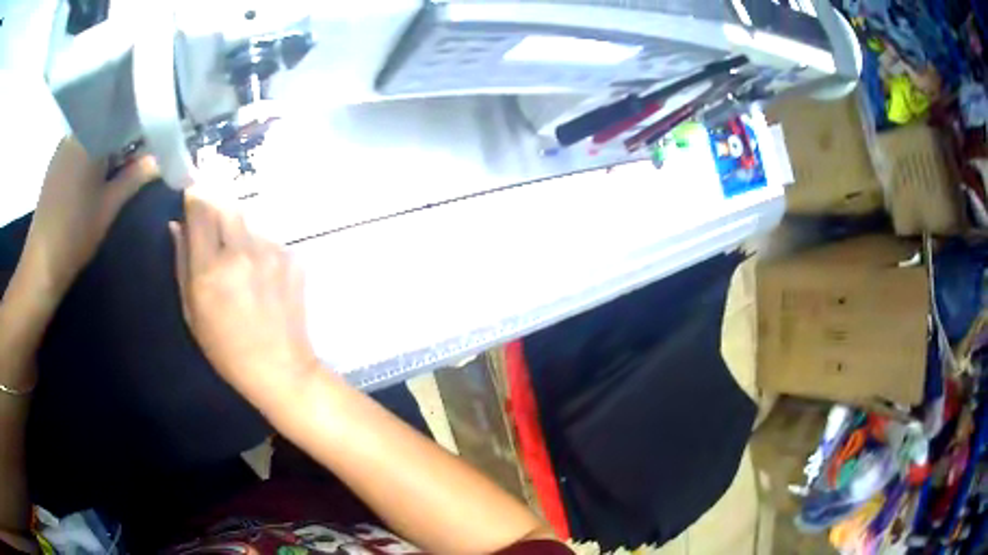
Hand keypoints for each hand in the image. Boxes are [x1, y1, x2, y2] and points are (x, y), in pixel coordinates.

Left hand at [21, 138, 157, 294]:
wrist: (42, 263)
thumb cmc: (76, 233)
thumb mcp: (109, 206)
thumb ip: (135, 177)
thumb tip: (159, 160)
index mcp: (90, 136)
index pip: (122, 117)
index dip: (140, 127)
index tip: (151, 143)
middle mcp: (75, 133)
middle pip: (106, 124)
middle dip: (123, 137)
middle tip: (136, 158)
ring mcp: (62, 149)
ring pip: (92, 136)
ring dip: (106, 148)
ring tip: (116, 169)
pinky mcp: (55, 165)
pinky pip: (79, 148)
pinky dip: (91, 156)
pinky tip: (94, 178)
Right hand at [169, 189, 318, 409]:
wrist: (281, 369)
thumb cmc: (227, 350)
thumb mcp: (192, 312)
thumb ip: (182, 262)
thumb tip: (176, 225)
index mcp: (211, 269)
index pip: (201, 208)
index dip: (194, 196)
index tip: (190, 195)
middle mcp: (242, 252)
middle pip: (226, 205)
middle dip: (214, 207)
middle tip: (211, 227)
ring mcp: (271, 252)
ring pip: (247, 221)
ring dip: (236, 230)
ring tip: (236, 260)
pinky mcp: (292, 257)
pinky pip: (267, 238)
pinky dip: (257, 247)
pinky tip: (258, 274)